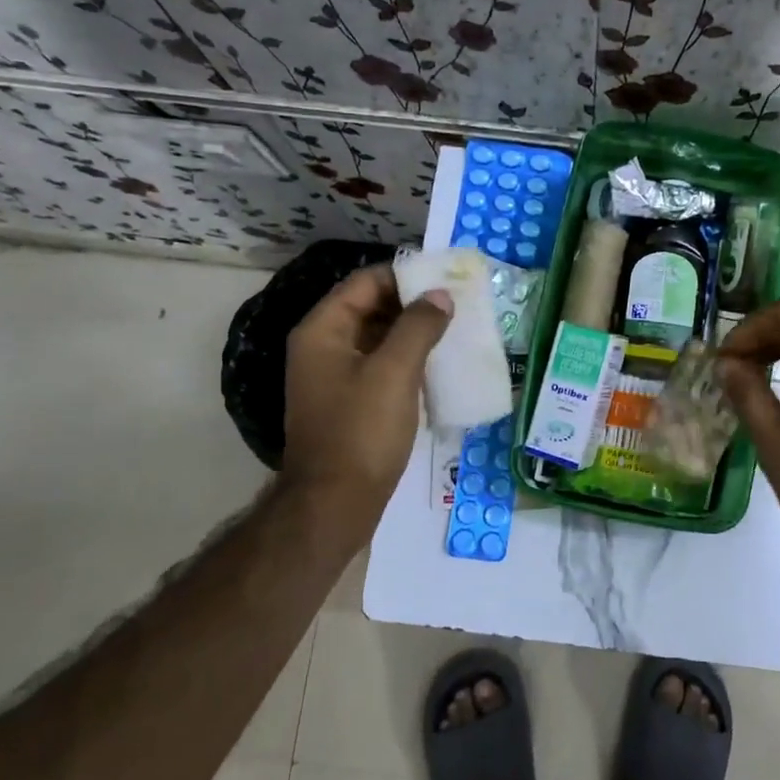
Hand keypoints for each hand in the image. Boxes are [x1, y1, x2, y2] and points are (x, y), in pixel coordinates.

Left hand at [279, 265, 450, 547]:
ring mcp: (335, 377)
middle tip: (457, 304)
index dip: (404, 275)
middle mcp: (323, 347)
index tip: (445, 278)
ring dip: (413, 333)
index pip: (365, 282)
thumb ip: (418, 327)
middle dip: (413, 304)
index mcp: (323, 331)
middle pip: (370, 308)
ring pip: (378, 339)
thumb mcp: (394, 372)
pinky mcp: (350, 403)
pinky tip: (438, 366)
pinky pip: (381, 367)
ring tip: (455, 330)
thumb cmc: (361, 431)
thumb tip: (440, 296)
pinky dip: (407, 360)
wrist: (336, 504)